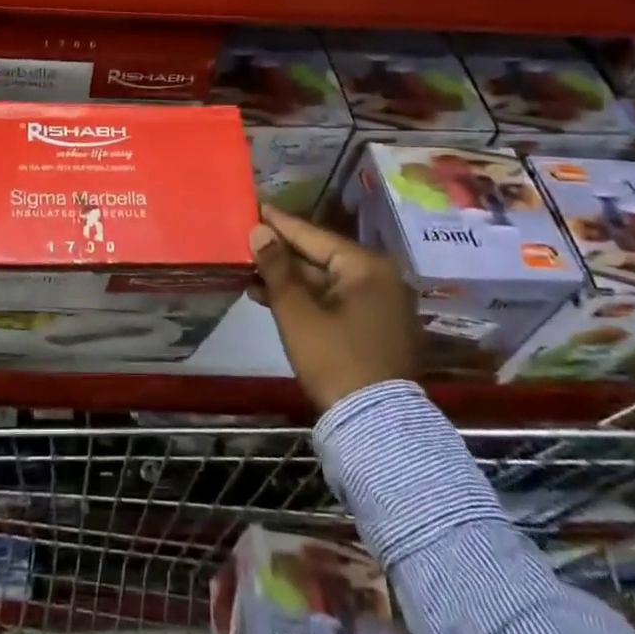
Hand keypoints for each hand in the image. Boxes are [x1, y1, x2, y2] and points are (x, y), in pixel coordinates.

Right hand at [248, 206, 419, 412]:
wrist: (375, 425)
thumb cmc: (333, 359)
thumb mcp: (296, 312)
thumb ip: (276, 267)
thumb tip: (259, 231)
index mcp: (367, 267)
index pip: (315, 236)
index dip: (281, 224)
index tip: (257, 208)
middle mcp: (382, 279)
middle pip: (323, 257)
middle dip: (284, 255)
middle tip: (251, 243)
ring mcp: (384, 305)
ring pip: (328, 282)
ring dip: (292, 280)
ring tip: (253, 275)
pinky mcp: (379, 329)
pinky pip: (338, 301)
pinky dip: (309, 299)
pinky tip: (276, 299)